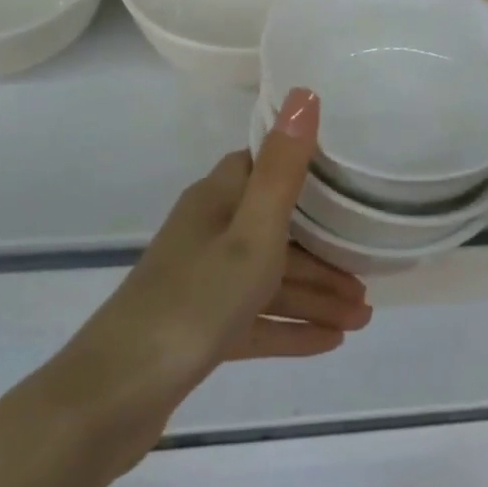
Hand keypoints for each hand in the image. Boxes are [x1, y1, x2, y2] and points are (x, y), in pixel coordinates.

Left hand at [50, 88, 371, 472]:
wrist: (117, 394)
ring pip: (269, 279)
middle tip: (369, 280)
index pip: (265, 168)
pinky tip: (330, 342)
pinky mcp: (200, 328)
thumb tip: (303, 91)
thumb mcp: (252, 231)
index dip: (307, 172)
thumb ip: (283, 167)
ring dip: (315, 295)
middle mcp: (209, 232)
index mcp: (217, 199)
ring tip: (363, 319)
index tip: (351, 184)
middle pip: (276, 230)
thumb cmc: (196, 300)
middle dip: (324, 252)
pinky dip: (291, 327)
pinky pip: (256, 319)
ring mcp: (203, 282)